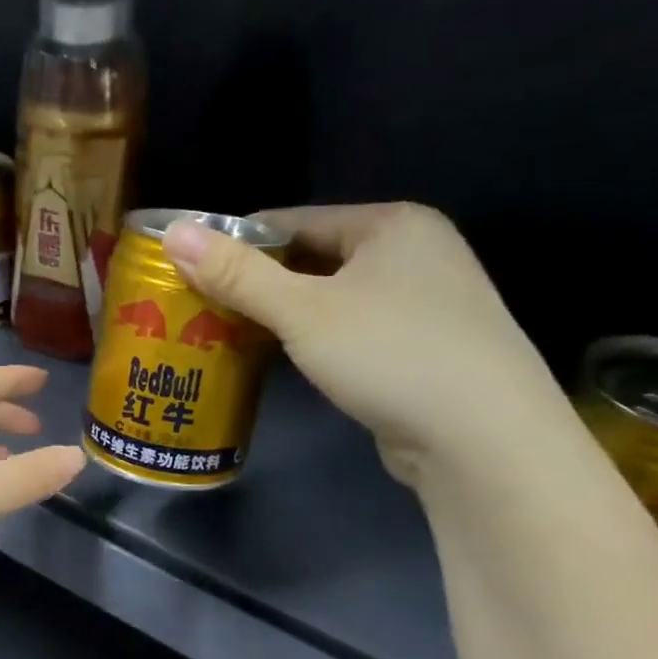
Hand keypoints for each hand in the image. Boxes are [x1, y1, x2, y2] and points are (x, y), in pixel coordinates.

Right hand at [162, 203, 568, 483]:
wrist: (484, 438)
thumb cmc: (389, 353)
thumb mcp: (302, 311)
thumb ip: (236, 273)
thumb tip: (173, 232)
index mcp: (391, 224)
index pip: (293, 220)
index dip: (236, 243)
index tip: (189, 271)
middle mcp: (414, 252)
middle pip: (312, 258)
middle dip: (256, 283)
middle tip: (199, 307)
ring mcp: (424, 302)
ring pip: (331, 298)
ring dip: (282, 315)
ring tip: (226, 334)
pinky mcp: (423, 348)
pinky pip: (350, 329)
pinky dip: (313, 340)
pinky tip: (280, 360)